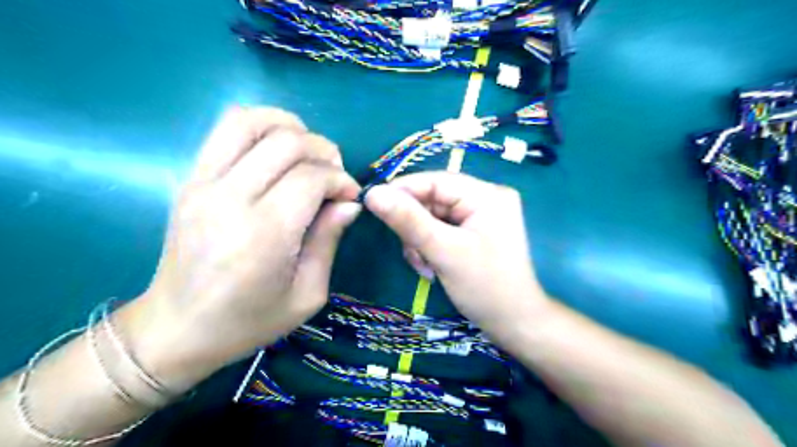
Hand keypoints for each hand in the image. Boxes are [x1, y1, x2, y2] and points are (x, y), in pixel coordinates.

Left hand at [119, 105, 361, 390]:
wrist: (177, 328)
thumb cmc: (249, 320)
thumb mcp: (306, 294)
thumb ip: (329, 240)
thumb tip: (349, 203)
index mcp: (263, 234)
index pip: (311, 177)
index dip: (340, 180)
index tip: (349, 197)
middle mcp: (230, 199)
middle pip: (287, 143)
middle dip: (324, 151)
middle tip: (333, 177)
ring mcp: (203, 184)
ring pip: (251, 121)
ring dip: (290, 127)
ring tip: (307, 153)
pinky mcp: (190, 179)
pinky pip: (226, 130)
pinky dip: (260, 126)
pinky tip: (276, 150)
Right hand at [364, 171, 552, 341]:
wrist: (513, 324)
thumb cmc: (485, 287)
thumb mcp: (443, 251)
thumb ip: (408, 220)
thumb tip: (372, 193)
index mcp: (486, 195)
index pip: (436, 180)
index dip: (403, 189)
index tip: (372, 202)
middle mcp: (485, 199)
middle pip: (433, 200)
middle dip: (415, 226)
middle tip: (411, 251)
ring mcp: (480, 217)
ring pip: (433, 217)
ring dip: (420, 241)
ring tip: (424, 266)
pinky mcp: (474, 233)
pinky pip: (441, 230)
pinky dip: (430, 247)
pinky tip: (431, 268)